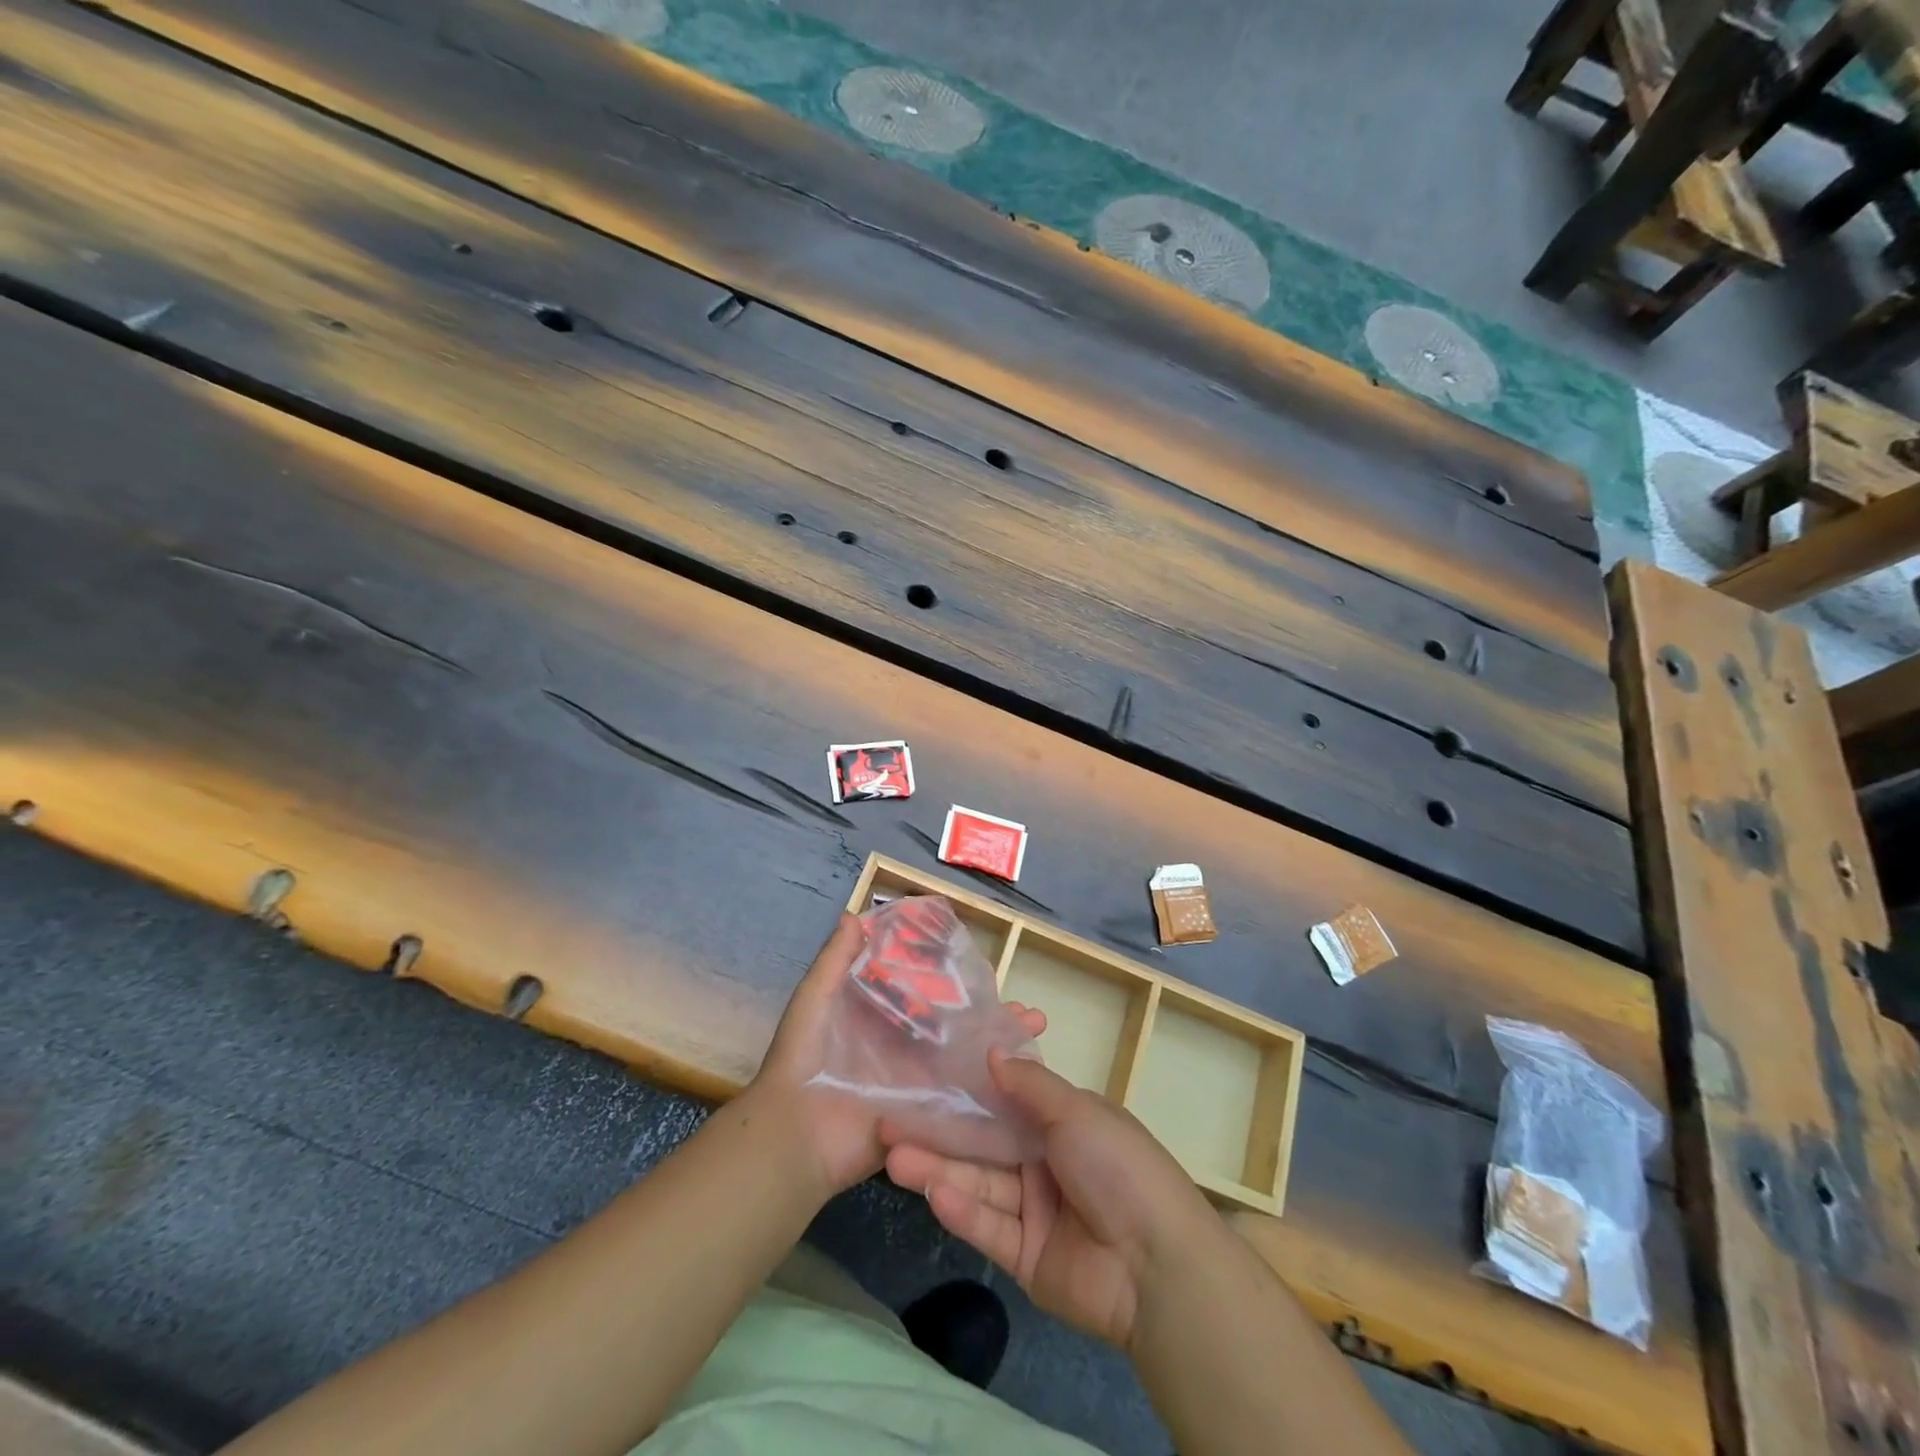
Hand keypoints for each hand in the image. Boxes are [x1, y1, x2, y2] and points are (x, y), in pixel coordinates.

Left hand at [747, 912, 1046, 1201]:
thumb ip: (834, 961)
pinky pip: (959, 1099)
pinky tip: (1024, 1076)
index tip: (985, 964)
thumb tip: (854, 914)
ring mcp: (917, 1083)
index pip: (925, 993)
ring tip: (1034, 1031)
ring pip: (965, 1059)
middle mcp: (904, 1048)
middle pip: (955, 1027)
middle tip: (1026, 1007)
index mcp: (880, 1019)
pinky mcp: (924, 1115)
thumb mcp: (814, 1000)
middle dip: (989, 1016)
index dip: (954, 980)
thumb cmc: (804, 1059)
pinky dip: (990, 1088)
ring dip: (999, 1048)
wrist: (796, 1134)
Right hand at [884, 1050, 1215, 1349]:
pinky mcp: (1025, 1257)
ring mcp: (1034, 1212)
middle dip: (940, 1134)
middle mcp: (1044, 1162)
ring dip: (939, 1170)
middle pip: (983, 1145)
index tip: (925, 1078)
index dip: (967, 1092)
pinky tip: (933, 1193)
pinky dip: (962, 1210)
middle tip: (890, 1123)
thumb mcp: (1077, 1111)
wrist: (1157, 1265)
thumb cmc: (1118, 1166)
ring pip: (978, 1184)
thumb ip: (1030, 1084)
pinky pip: (988, 1227)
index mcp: (1063, 1124)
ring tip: (893, 1158)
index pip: (1006, 1102)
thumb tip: (992, 1051)